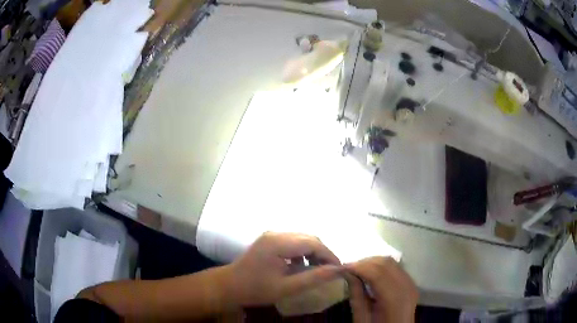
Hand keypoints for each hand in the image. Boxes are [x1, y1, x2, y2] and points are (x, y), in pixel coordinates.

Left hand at [223, 232, 342, 305]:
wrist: (230, 285)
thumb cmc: (256, 289)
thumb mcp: (287, 288)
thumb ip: (313, 278)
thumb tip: (338, 270)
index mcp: (278, 243)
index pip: (313, 243)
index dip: (329, 255)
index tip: (339, 269)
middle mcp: (276, 233)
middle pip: (308, 238)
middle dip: (322, 253)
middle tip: (330, 270)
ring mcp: (271, 235)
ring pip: (302, 238)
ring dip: (313, 251)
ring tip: (318, 268)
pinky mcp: (269, 239)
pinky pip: (292, 241)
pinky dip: (302, 251)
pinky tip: (301, 265)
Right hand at [345, 257, 417, 322]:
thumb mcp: (362, 317)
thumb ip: (356, 294)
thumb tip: (347, 272)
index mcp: (394, 299)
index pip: (377, 273)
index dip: (359, 266)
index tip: (342, 267)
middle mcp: (406, 287)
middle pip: (386, 263)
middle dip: (365, 262)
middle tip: (348, 268)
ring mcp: (411, 283)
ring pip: (391, 262)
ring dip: (373, 262)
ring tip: (358, 270)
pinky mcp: (411, 283)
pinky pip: (396, 267)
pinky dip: (382, 266)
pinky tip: (370, 273)